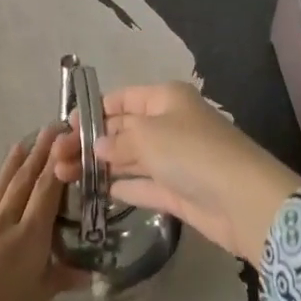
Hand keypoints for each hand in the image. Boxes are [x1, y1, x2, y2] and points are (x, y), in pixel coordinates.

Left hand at [0, 128, 84, 300]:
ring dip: (7, 169)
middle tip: (48, 130)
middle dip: (38, 156)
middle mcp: (0, 226)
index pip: (46, 193)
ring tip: (18, 146)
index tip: (65, 139)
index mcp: (27, 239)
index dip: (57, 165)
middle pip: (22, 184)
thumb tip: (86, 270)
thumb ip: (56, 281)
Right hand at [52, 83, 300, 265]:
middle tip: (55, 159)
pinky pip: (143, 185)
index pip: (122, 99)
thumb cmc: (192, 153)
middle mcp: (169, 125)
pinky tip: (98, 192)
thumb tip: (97, 144)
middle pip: (122, 129)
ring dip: (99, 166)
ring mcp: (174, 159)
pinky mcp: (178, 191)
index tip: (64, 127)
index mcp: (165, 99)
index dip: (93, 110)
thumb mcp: (148, 136)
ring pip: (129, 158)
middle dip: (89, 141)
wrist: (245, 201)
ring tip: (63, 176)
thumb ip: (117, 139)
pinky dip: (123, 187)